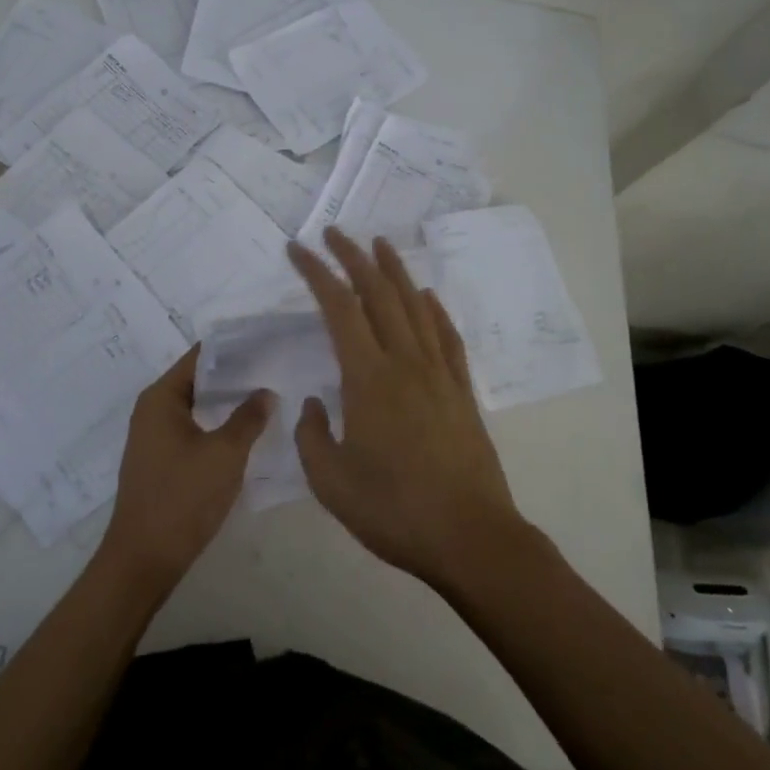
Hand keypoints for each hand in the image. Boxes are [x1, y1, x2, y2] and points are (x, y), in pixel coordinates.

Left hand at [98, 346, 272, 595]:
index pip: (200, 356)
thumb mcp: (225, 454)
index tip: (266, 343)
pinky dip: (217, 425)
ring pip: (197, 406)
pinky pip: (192, 429)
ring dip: (227, 403)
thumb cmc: (183, 498)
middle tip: (274, 369)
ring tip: (268, 397)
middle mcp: (152, 410)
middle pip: (198, 379)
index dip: (233, 349)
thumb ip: (248, 417)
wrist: (144, 559)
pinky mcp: (161, 460)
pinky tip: (246, 431)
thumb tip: (265, 391)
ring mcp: (154, 437)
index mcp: (161, 398)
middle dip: (234, 375)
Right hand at [287, 229, 523, 587]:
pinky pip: (446, 336)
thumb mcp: (331, 482)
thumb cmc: (394, 511)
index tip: (299, 250)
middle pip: (379, 294)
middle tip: (335, 233)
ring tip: (381, 244)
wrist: (470, 536)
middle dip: (354, 258)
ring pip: (415, 306)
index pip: (339, 309)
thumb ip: (312, 436)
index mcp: (368, 379)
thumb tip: (316, 403)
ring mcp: (439, 374)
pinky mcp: (461, 391)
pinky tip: (427, 298)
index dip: (318, 273)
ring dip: (395, 271)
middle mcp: (405, 363)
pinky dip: (434, 310)